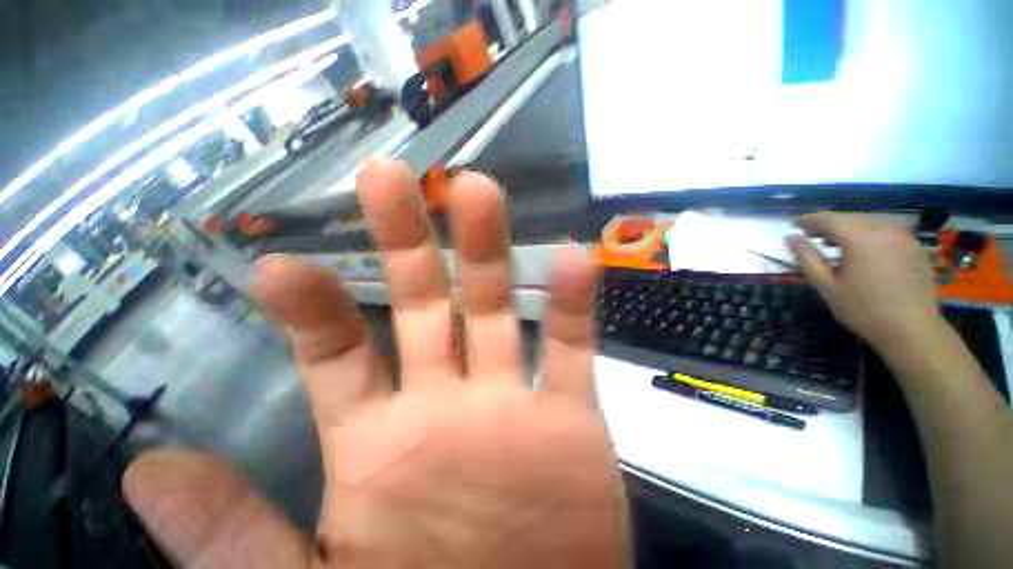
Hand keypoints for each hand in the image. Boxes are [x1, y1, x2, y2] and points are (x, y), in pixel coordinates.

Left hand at [122, 160, 628, 568]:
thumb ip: (233, 539)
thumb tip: (150, 474)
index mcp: (383, 440)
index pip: (338, 353)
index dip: (311, 305)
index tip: (279, 261)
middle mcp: (449, 401)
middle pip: (425, 300)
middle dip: (407, 236)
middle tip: (391, 175)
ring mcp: (514, 401)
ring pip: (497, 305)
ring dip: (488, 248)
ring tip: (478, 190)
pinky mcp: (570, 416)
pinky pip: (571, 342)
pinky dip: (572, 300)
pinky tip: (572, 258)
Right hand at [787, 212, 943, 349]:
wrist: (913, 330)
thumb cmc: (864, 310)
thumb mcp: (827, 286)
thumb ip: (807, 258)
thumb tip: (791, 238)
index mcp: (860, 238)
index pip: (829, 218)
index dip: (808, 219)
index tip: (793, 223)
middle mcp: (884, 229)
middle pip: (850, 216)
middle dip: (829, 223)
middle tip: (811, 235)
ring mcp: (904, 236)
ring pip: (870, 220)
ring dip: (849, 226)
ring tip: (836, 242)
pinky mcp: (915, 246)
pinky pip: (887, 230)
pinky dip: (869, 232)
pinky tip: (863, 249)